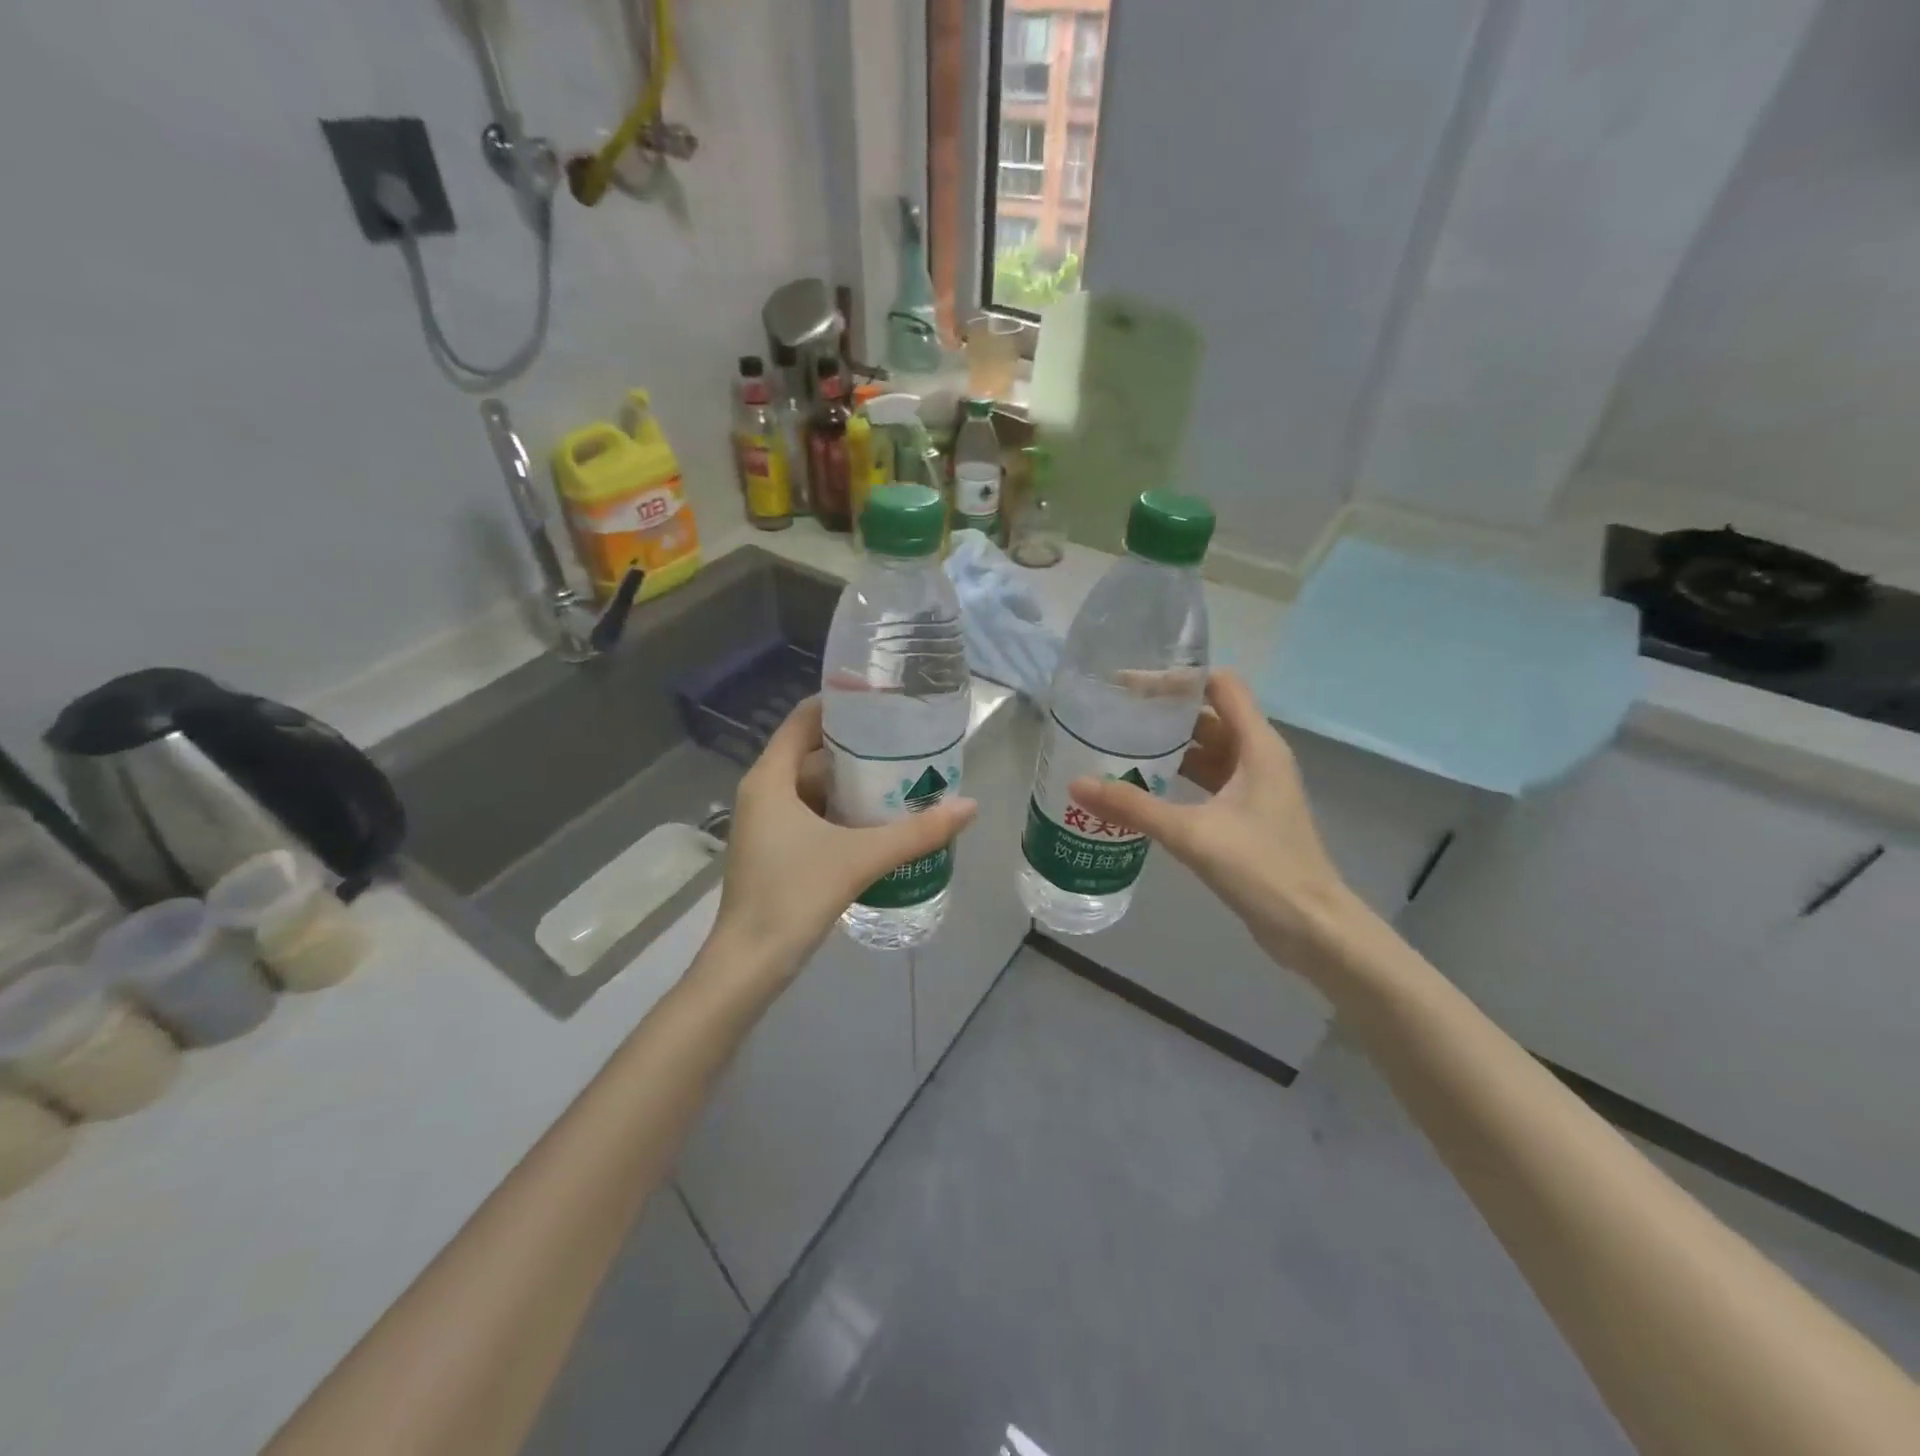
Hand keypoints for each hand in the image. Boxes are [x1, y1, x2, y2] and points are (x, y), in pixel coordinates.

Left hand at [709, 697, 976, 981]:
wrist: (749, 964)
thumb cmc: (793, 896)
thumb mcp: (859, 858)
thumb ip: (916, 832)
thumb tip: (969, 806)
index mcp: (770, 778)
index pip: (804, 719)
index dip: (841, 705)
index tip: (883, 702)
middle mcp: (763, 792)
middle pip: (812, 752)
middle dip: (857, 746)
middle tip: (905, 741)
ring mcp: (766, 822)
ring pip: (813, 786)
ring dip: (852, 781)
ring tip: (900, 776)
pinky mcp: (775, 849)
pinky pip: (811, 813)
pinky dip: (841, 809)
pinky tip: (878, 820)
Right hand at [1068, 670, 1360, 972]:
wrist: (1311, 927)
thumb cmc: (1261, 868)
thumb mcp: (1192, 833)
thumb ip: (1134, 807)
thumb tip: (1077, 785)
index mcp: (1257, 746)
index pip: (1219, 686)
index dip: (1177, 679)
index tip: (1130, 685)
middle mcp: (1259, 757)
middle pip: (1209, 715)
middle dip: (1165, 711)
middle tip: (1115, 714)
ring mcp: (1254, 787)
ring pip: (1208, 750)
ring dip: (1170, 746)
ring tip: (1121, 744)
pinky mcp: (1247, 814)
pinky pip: (1208, 780)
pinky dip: (1179, 776)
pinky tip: (1144, 786)